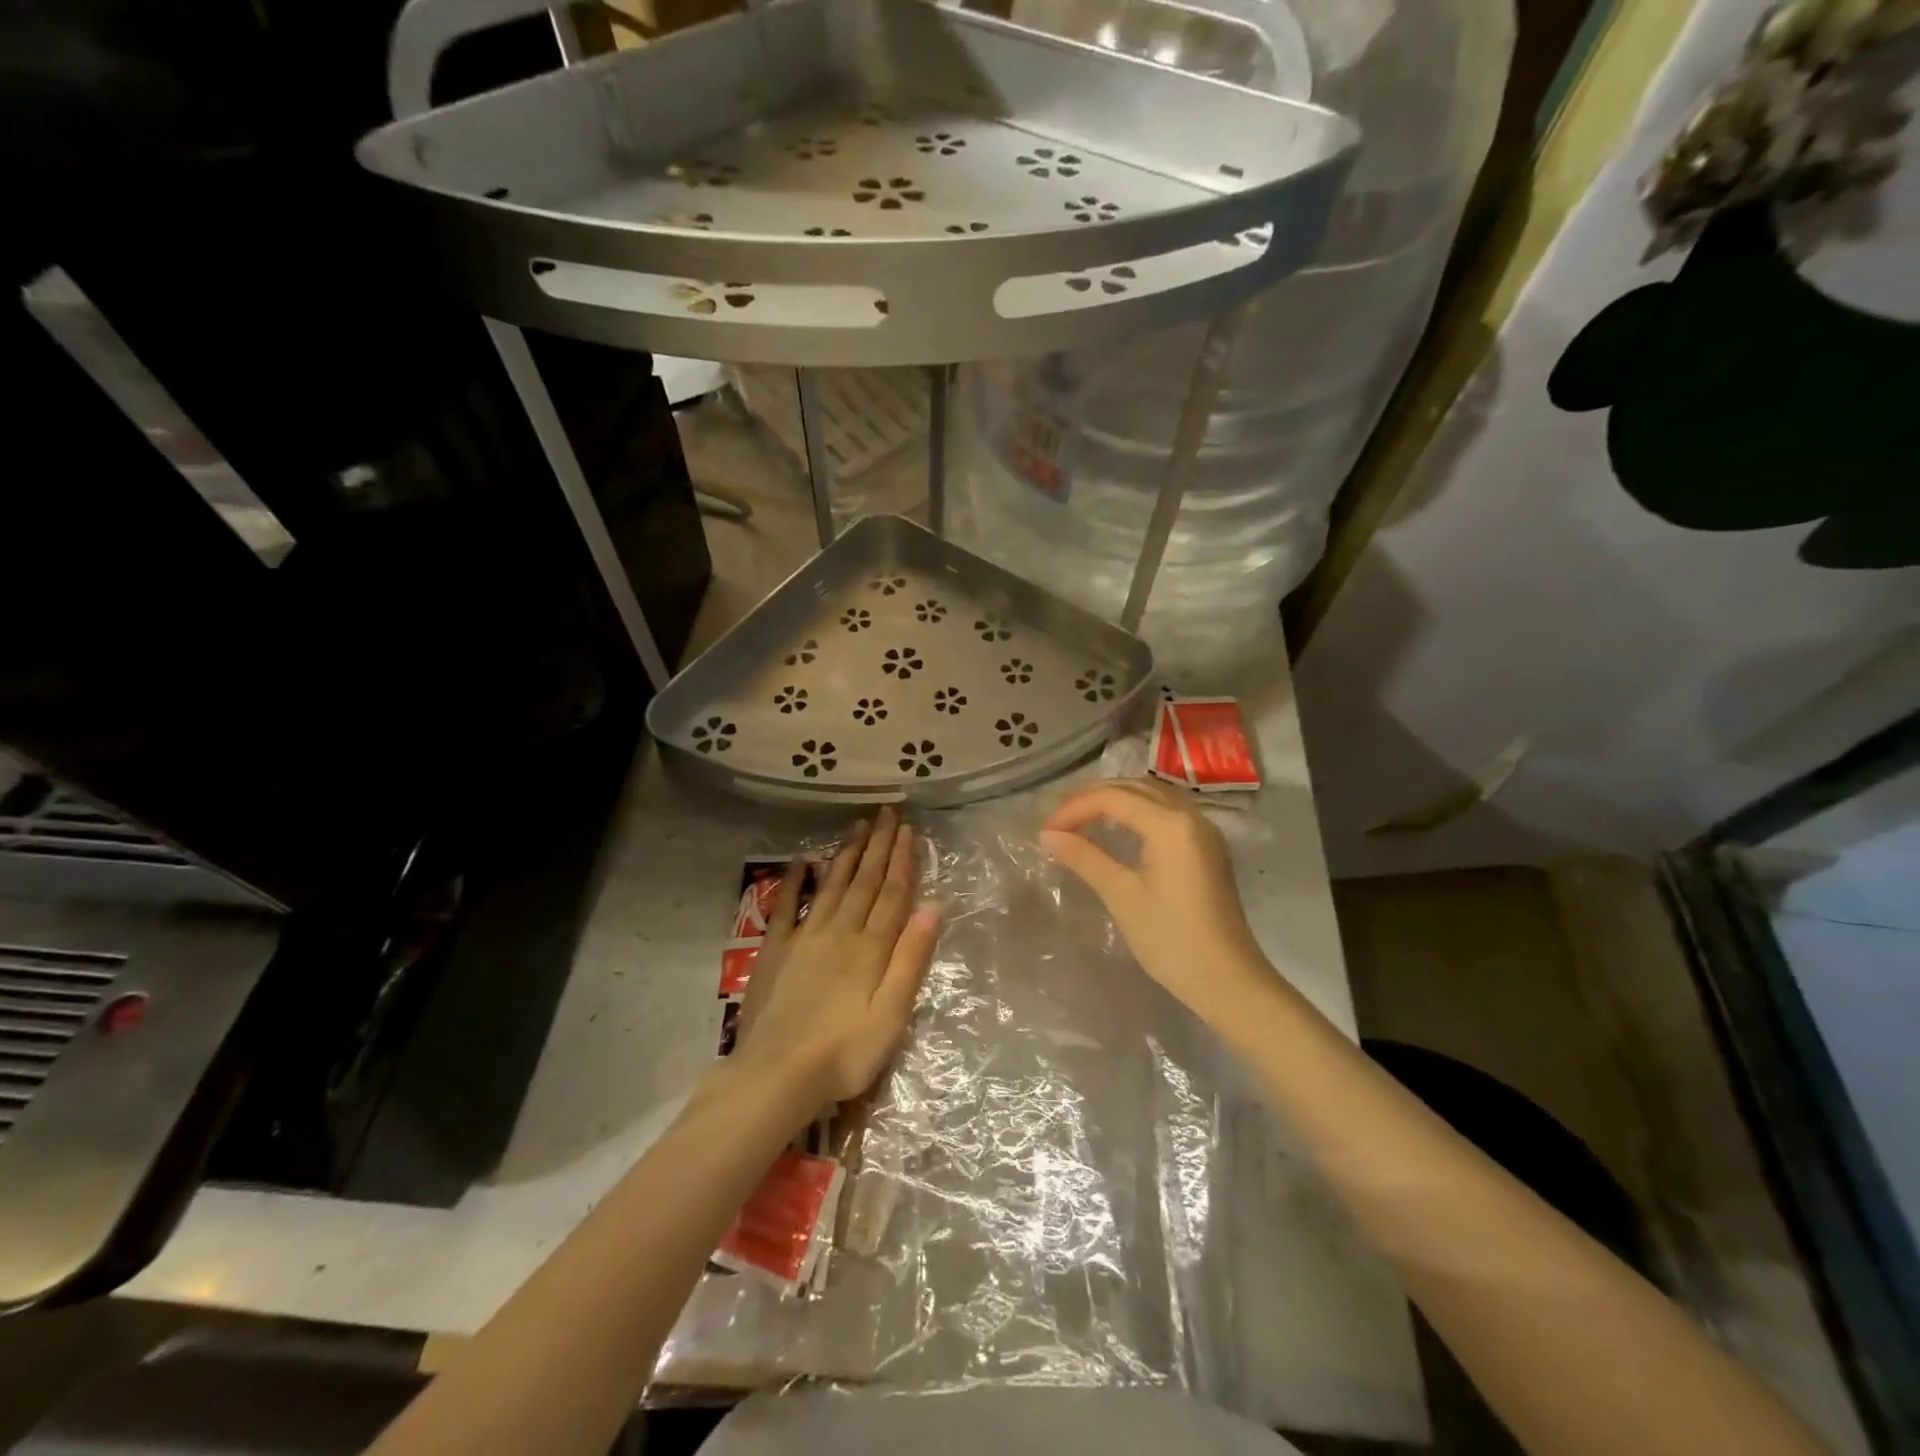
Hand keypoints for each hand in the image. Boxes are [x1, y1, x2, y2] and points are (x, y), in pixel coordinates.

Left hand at [731, 807, 939, 1109]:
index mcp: (871, 948)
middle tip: (887, 813)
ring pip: (832, 885)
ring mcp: (805, 937)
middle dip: (878, 846)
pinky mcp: (776, 950)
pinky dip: (794, 882)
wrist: (777, 1074)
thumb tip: (934, 908)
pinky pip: (786, 906)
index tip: (908, 830)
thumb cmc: (845, 1052)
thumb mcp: (893, 1014)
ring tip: (858, 826)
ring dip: (847, 854)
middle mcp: (840, 931)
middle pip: (864, 881)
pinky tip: (801, 861)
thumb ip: (912, 959)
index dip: (902, 860)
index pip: (892, 894)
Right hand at [1041, 779, 1268, 1027]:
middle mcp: (1191, 816)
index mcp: (1170, 824)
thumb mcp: (1121, 895)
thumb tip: (1047, 835)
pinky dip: (1139, 810)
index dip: (1075, 808)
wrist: (1228, 981)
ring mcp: (1205, 832)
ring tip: (1084, 816)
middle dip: (1095, 796)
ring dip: (1118, 798)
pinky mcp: (1209, 849)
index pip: (1113, 798)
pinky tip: (1121, 827)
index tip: (1046, 830)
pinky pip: (1169, 811)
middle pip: (1136, 788)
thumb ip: (1084, 858)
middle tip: (1060, 818)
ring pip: (1155, 796)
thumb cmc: (1171, 939)